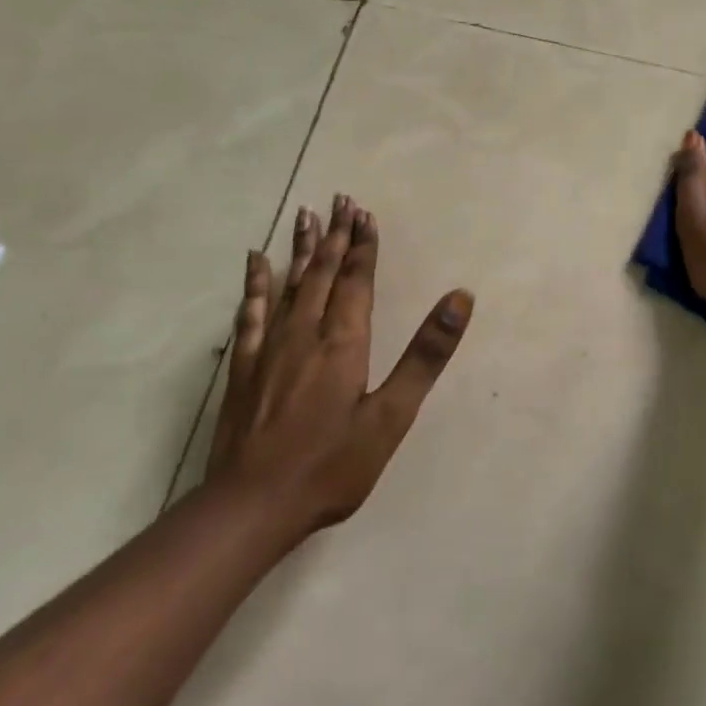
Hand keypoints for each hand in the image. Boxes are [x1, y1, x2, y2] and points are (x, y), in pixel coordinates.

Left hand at [206, 195, 473, 539]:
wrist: (252, 506)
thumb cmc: (331, 465)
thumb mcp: (391, 415)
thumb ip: (425, 355)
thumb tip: (460, 299)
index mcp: (344, 342)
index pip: (357, 281)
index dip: (364, 246)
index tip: (365, 213)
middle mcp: (305, 333)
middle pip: (323, 273)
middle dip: (336, 236)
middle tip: (341, 199)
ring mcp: (270, 348)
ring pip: (289, 284)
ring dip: (301, 248)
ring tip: (305, 214)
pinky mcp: (245, 367)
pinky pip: (251, 313)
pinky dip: (254, 284)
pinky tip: (254, 262)